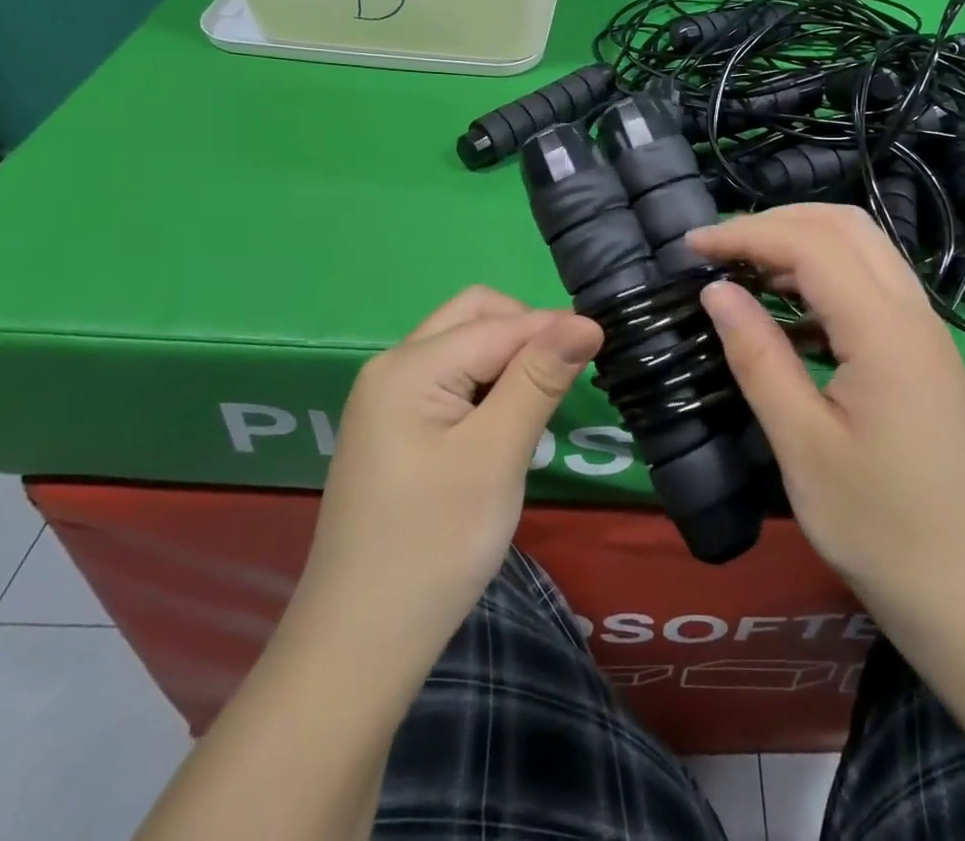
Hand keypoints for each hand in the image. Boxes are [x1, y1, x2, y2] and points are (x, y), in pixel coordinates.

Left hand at [290, 287, 601, 666]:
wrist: (359, 649)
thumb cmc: (434, 547)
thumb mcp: (496, 456)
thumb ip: (538, 379)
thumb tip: (585, 321)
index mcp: (409, 367)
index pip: (499, 324)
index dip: (554, 329)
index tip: (606, 345)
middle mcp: (392, 368)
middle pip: (474, 316)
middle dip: (526, 331)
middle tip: (565, 376)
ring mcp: (388, 399)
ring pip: (464, 346)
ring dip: (508, 358)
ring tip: (541, 403)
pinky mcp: (395, 429)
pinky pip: (451, 379)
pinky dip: (488, 385)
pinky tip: (506, 425)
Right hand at [688, 205, 964, 625]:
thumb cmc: (882, 528)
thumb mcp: (804, 446)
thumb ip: (758, 357)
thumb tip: (716, 292)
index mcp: (884, 329)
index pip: (809, 243)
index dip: (745, 234)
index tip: (689, 247)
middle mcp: (912, 311)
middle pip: (843, 225)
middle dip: (775, 222)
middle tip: (719, 250)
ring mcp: (925, 330)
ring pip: (863, 248)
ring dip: (802, 243)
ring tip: (745, 271)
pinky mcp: (924, 353)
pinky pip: (872, 284)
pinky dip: (825, 276)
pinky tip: (790, 313)